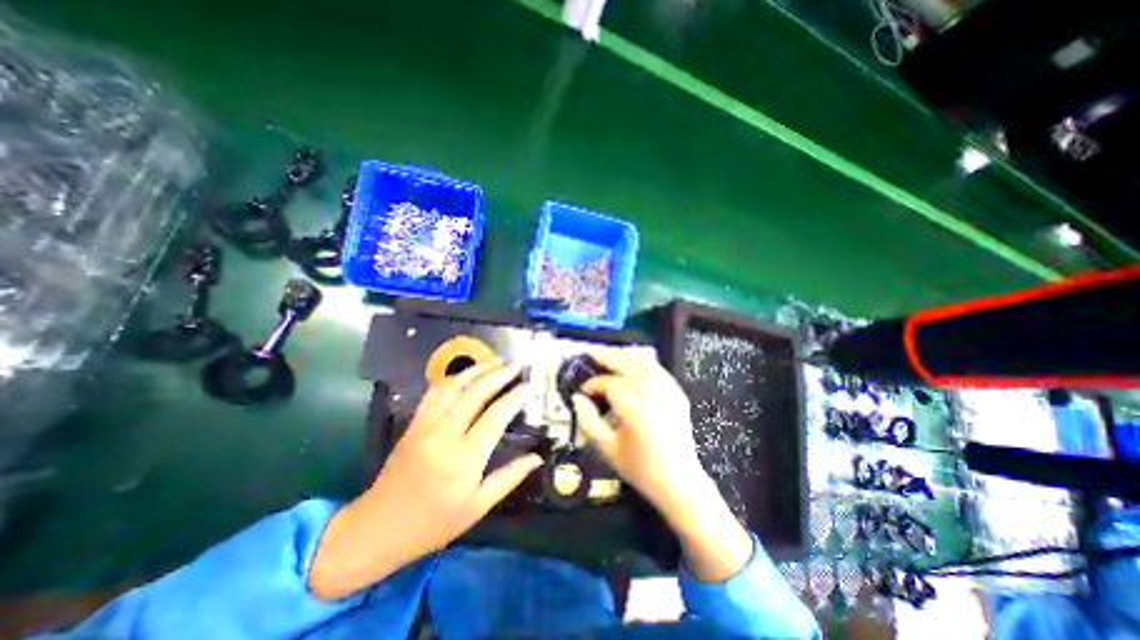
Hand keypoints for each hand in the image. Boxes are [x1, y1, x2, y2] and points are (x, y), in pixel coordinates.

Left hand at [311, 360, 544, 599]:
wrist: (378, 528)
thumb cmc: (434, 522)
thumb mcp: (478, 506)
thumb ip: (510, 477)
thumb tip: (537, 457)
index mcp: (464, 459)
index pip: (495, 417)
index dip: (514, 398)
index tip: (528, 386)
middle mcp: (445, 435)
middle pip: (475, 393)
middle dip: (498, 374)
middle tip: (516, 365)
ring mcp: (426, 426)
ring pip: (453, 386)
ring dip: (477, 370)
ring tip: (496, 362)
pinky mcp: (414, 423)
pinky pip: (434, 392)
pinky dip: (453, 378)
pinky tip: (466, 374)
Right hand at [576, 346, 754, 580]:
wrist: (679, 482)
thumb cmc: (641, 469)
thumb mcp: (607, 449)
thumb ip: (588, 421)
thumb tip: (578, 398)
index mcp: (635, 409)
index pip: (609, 384)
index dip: (592, 384)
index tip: (583, 392)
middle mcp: (653, 394)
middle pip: (627, 363)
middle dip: (606, 356)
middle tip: (590, 353)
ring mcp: (668, 391)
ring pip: (643, 361)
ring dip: (623, 355)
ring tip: (607, 355)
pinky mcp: (677, 393)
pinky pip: (657, 369)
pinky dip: (641, 362)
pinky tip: (631, 363)